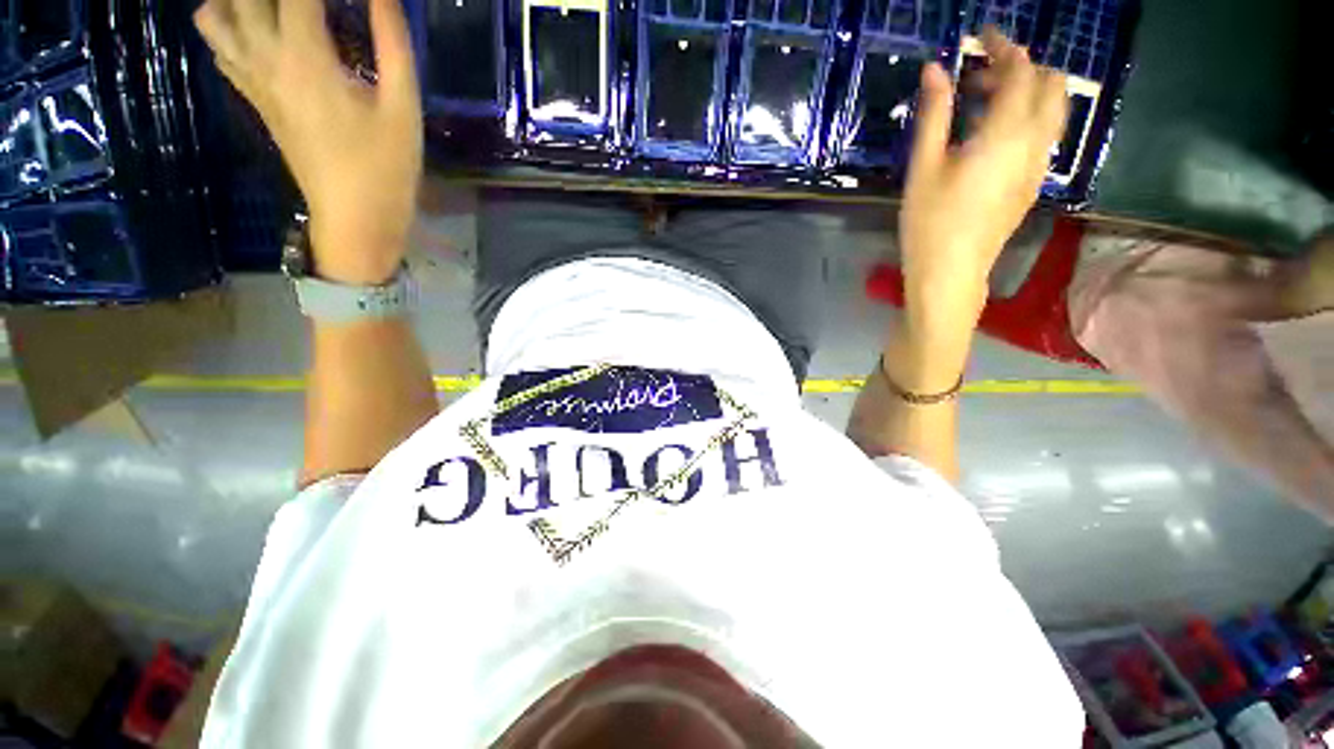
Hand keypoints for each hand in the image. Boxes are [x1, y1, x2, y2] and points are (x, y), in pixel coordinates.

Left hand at [195, 0, 422, 284]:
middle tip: (311, 4)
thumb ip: (392, 44)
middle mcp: (265, 58)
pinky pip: (220, 46)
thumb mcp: (403, 108)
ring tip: (275, 8)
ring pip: (214, 15)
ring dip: (239, 0)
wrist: (355, 218)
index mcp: (305, 57)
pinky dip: (228, 23)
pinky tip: (258, 24)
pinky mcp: (253, 98)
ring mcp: (252, 79)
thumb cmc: (386, 167)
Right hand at [900, 28, 1067, 319]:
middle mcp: (1035, 142)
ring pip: (1053, 109)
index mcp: (1006, 133)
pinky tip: (991, 135)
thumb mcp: (924, 167)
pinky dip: (1026, 117)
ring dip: (1026, 92)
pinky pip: (1044, 134)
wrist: (951, 272)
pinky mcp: (1033, 182)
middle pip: (1050, 83)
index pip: (1021, 70)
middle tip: (978, 75)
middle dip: (1020, 67)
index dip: (1003, 46)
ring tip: (983, 102)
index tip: (981, 36)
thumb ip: (935, 114)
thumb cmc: (929, 222)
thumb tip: (935, 69)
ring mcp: (1039, 164)